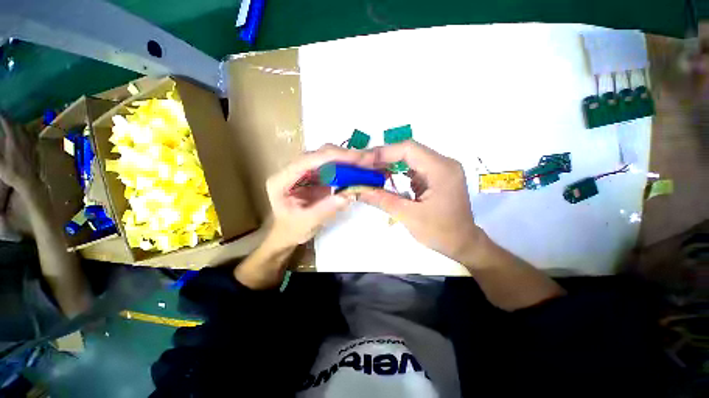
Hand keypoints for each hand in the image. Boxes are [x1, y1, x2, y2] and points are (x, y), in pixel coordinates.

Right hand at [0, 114, 39, 193]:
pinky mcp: (37, 148)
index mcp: (14, 141)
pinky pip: (33, 136)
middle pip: (17, 125)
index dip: (3, 116)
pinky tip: (24, 132)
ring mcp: (32, 143)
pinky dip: (27, 131)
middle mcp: (25, 139)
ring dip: (18, 125)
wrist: (29, 182)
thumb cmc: (12, 173)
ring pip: (26, 129)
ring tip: (11, 124)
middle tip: (3, 118)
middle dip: (9, 120)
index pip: (8, 124)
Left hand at [265, 144, 366, 247]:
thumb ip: (325, 209)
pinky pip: (331, 167)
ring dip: (346, 160)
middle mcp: (292, 170)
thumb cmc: (291, 230)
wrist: (287, 232)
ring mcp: (304, 172)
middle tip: (365, 160)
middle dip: (342, 156)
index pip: (306, 161)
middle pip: (318, 155)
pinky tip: (357, 170)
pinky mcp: (315, 176)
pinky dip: (346, 168)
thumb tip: (348, 195)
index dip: (331, 157)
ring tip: (365, 163)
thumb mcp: (306, 223)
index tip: (354, 158)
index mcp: (281, 180)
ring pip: (326, 158)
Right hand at [359, 141, 482, 261]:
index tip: (362, 162)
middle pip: (408, 151)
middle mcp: (443, 163)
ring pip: (409, 158)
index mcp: (441, 169)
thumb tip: (357, 190)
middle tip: (361, 167)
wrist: (463, 244)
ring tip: (368, 172)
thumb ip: (382, 200)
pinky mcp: (435, 176)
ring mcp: (440, 169)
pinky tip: (384, 178)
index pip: (408, 149)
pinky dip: (396, 172)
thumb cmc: (441, 233)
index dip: (382, 153)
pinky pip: (412, 168)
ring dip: (388, 164)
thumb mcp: (409, 216)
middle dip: (383, 158)